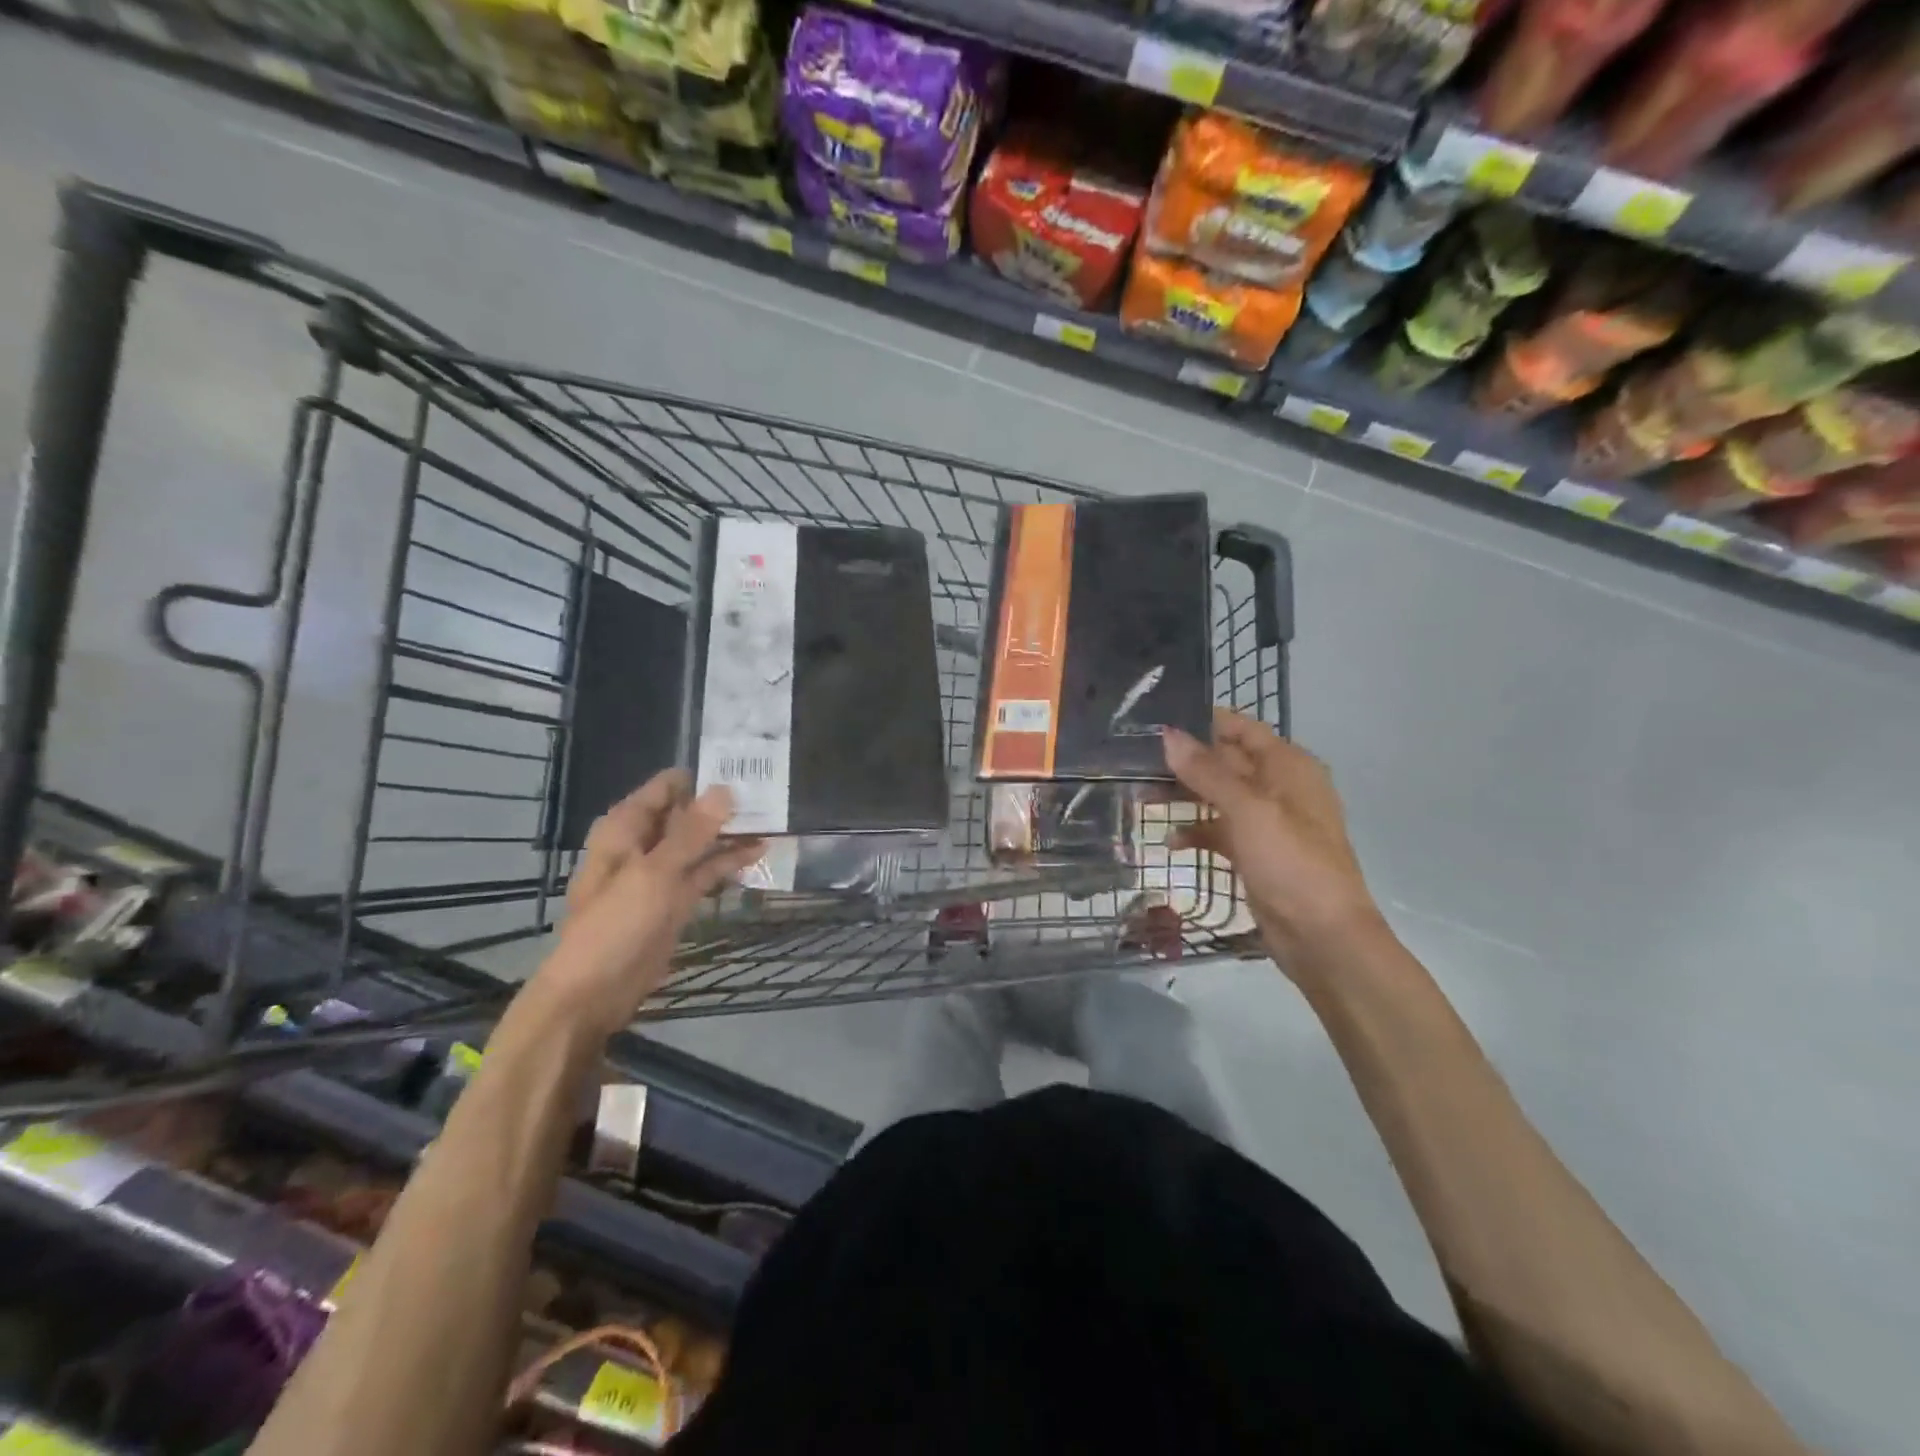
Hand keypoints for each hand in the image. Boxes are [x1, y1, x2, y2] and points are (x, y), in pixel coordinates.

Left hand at [531, 769, 763, 1037]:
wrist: (594, 993)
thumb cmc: (615, 925)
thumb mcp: (654, 873)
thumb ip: (692, 832)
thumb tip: (725, 789)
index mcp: (626, 828)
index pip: (667, 787)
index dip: (703, 778)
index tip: (746, 768)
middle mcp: (644, 844)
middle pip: (687, 813)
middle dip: (723, 805)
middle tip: (771, 792)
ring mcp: (661, 873)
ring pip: (700, 843)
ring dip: (730, 834)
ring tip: (774, 819)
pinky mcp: (676, 900)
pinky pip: (705, 872)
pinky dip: (728, 863)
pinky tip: (759, 853)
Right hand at [1163, 709, 1381, 971]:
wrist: (1324, 937)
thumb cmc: (1291, 863)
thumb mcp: (1248, 810)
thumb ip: (1207, 771)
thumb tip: (1168, 734)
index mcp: (1288, 767)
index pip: (1242, 728)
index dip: (1203, 721)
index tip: (1157, 719)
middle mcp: (1279, 788)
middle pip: (1226, 762)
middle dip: (1185, 761)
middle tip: (1136, 760)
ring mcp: (1267, 823)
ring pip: (1218, 797)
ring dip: (1184, 797)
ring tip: (1141, 797)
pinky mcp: (1256, 854)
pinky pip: (1220, 832)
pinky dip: (1196, 833)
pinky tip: (1170, 842)